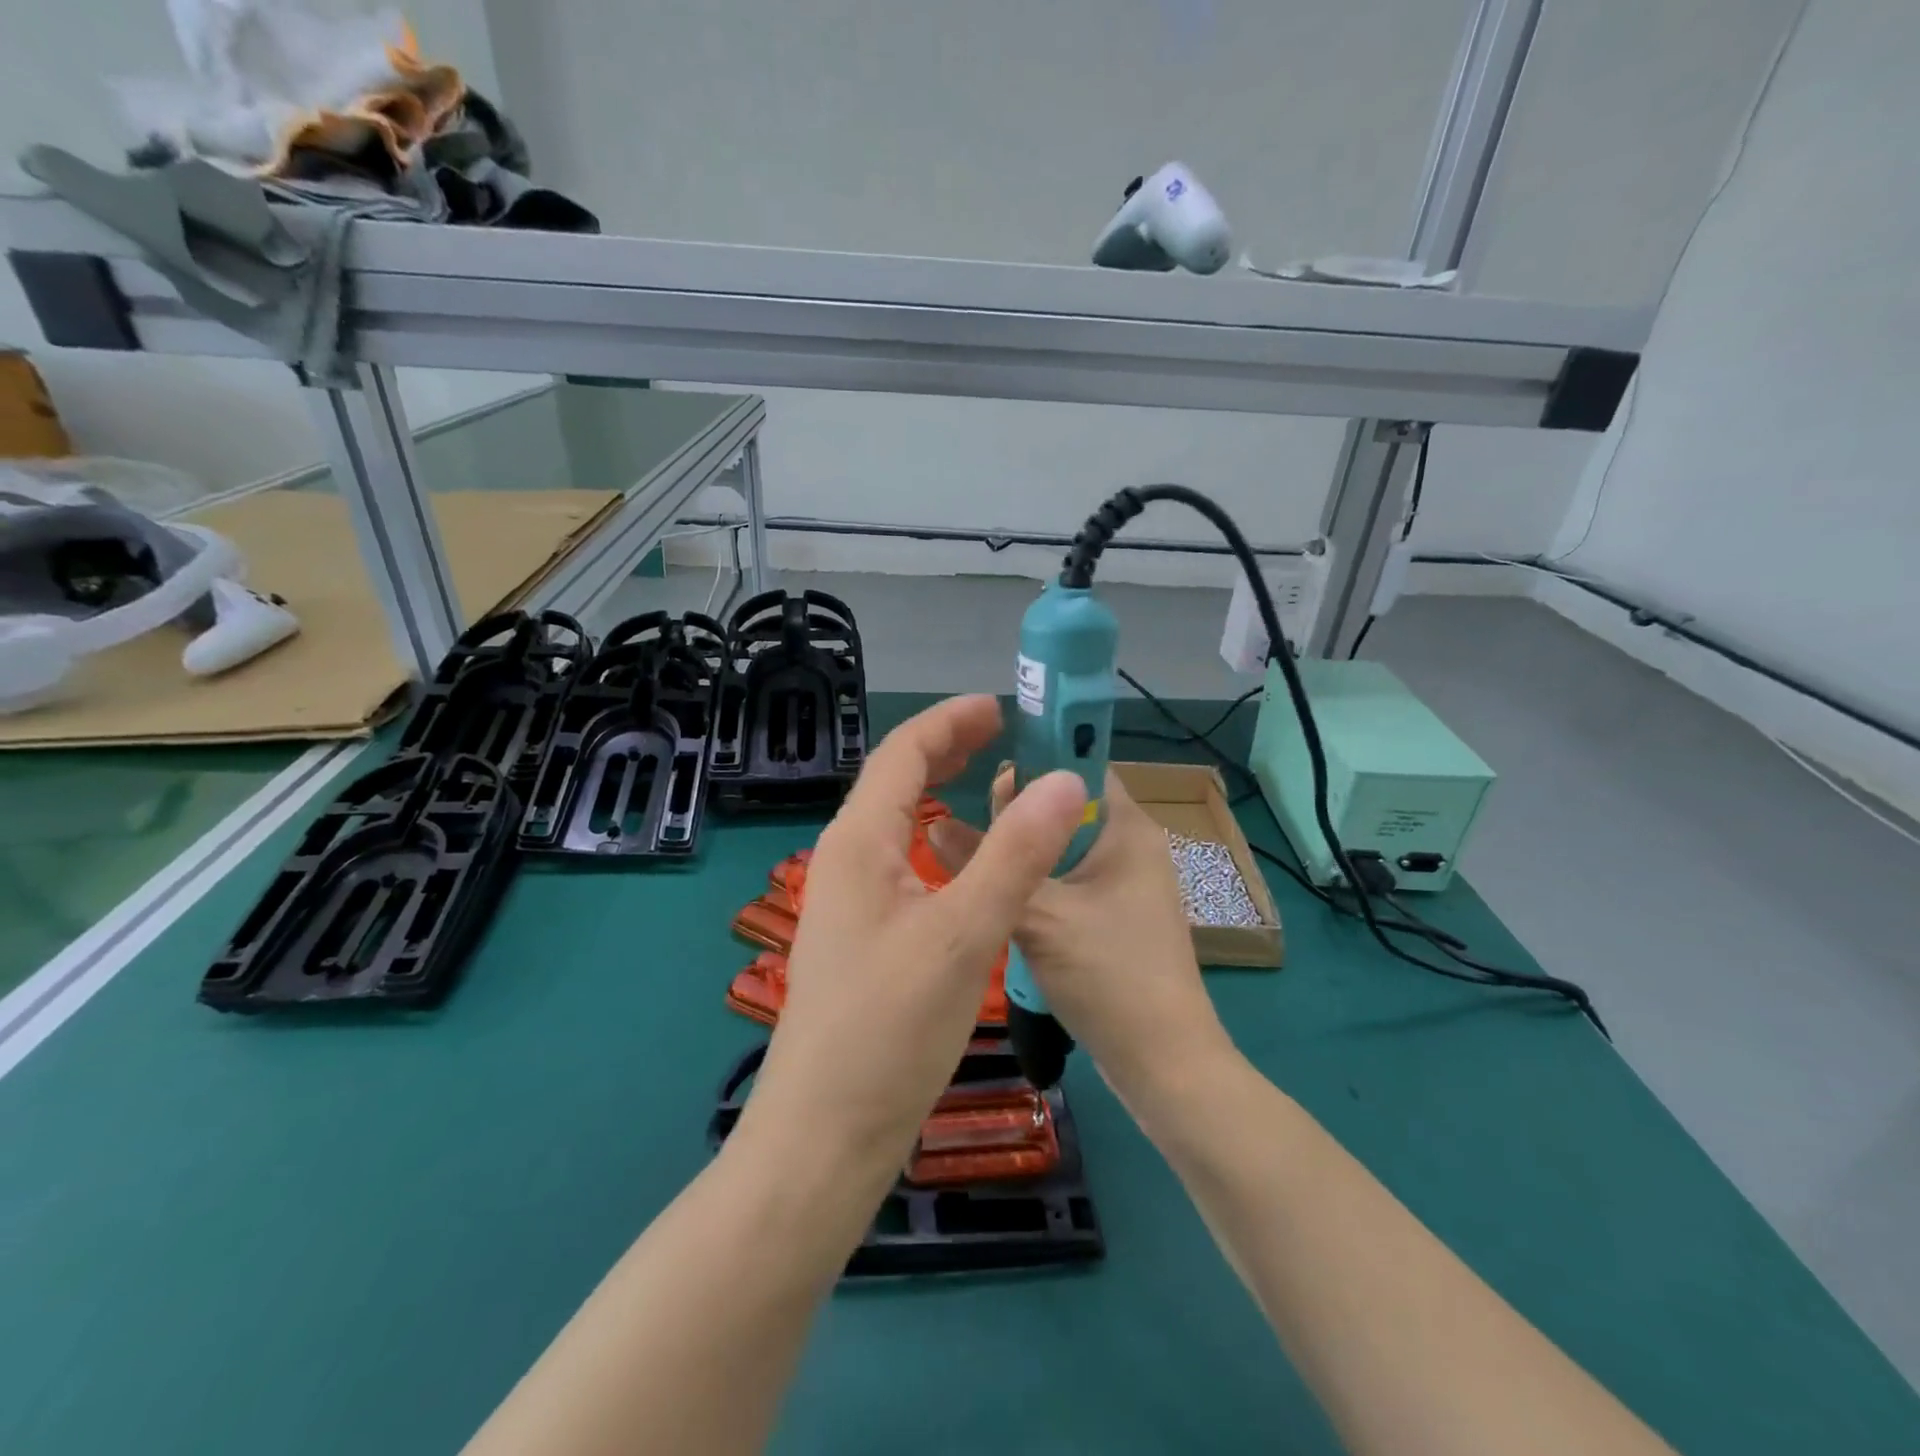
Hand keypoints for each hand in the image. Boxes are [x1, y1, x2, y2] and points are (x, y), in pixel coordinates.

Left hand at [738, 696, 1088, 1187]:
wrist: (824, 1135)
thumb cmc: (889, 1030)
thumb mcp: (962, 935)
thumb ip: (1015, 855)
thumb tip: (1066, 781)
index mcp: (858, 842)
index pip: (901, 753)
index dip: (950, 721)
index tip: (1001, 706)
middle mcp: (847, 860)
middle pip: (895, 781)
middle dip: (946, 748)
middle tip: (1003, 734)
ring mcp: (852, 901)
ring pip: (898, 823)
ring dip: (940, 791)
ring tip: (989, 780)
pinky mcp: (864, 937)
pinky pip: (903, 862)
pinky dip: (938, 839)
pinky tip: (965, 859)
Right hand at [930, 769, 1232, 1105]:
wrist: (1162, 1064)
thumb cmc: (1109, 974)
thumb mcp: (1039, 914)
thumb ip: (985, 863)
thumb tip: (933, 822)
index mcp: (1128, 827)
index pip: (1080, 763)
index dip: (1033, 759)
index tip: (979, 767)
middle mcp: (1131, 846)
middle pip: (1066, 808)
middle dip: (1017, 810)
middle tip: (961, 818)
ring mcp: (1124, 885)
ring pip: (1062, 848)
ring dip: (1023, 850)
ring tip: (968, 850)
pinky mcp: (1113, 918)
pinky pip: (1067, 881)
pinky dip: (1036, 881)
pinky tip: (997, 892)